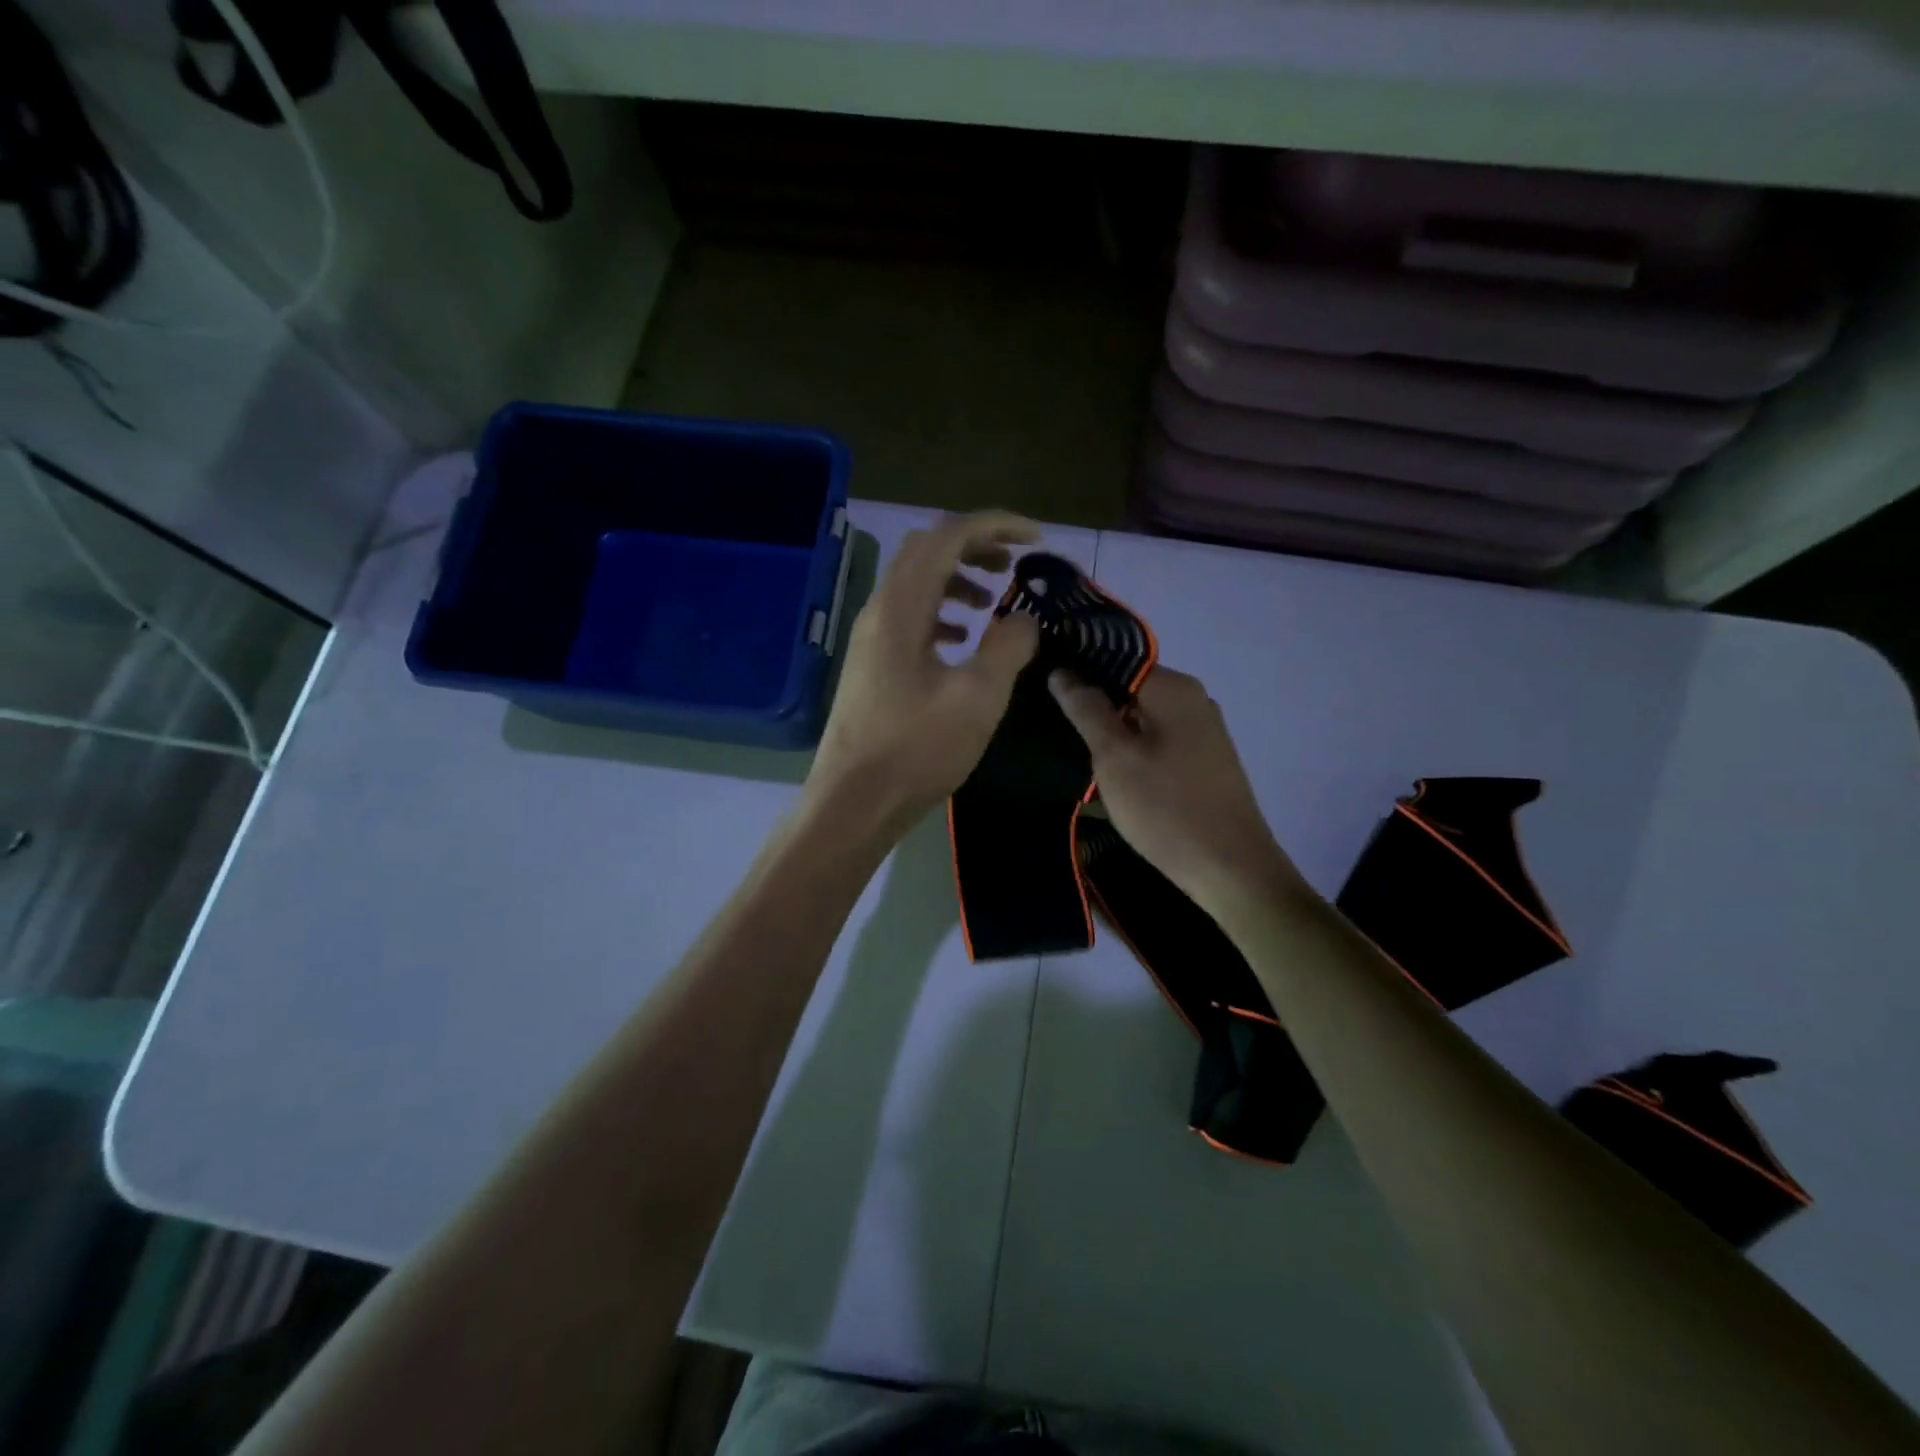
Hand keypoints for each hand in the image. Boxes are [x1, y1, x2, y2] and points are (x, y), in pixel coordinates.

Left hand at [806, 512, 1041, 835]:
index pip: (948, 537)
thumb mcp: (977, 697)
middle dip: (974, 546)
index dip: (996, 527)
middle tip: (1014, 566)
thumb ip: (1008, 646)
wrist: (854, 801)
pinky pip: (909, 618)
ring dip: (957, 580)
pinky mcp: (872, 664)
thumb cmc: (916, 749)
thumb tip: (1024, 618)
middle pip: (926, 551)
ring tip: (993, 602)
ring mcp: (871, 638)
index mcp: (902, 607)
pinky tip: (962, 641)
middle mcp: (880, 611)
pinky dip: (941, 613)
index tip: (1037, 539)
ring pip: (915, 584)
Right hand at [1050, 667, 1303, 913]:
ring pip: (1141, 719)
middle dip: (1093, 707)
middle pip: (1129, 689)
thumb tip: (1063, 672)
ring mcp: (1203, 732)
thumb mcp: (1114, 757)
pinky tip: (1109, 777)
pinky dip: (1132, 753)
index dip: (1078, 673)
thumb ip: (1086, 709)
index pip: (1116, 660)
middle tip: (1053, 729)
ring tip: (1075, 755)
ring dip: (1110, 734)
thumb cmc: (1166, 808)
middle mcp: (1193, 700)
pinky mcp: (1204, 761)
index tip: (1044, 693)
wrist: (1230, 869)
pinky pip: (1157, 743)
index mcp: (1174, 688)